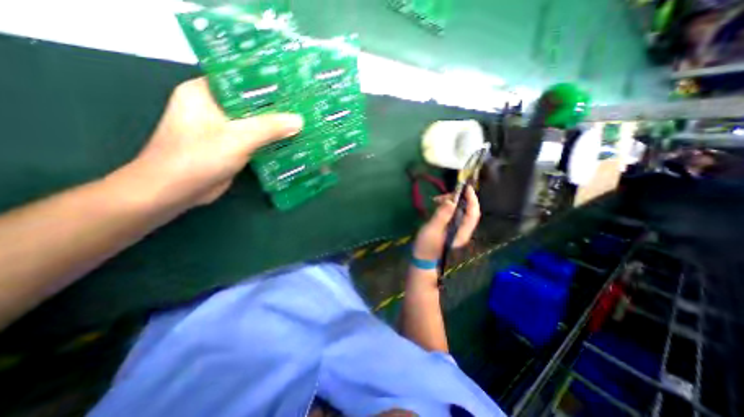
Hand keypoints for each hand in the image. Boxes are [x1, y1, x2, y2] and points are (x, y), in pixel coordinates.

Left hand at [125, 75, 302, 207]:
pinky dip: (270, 140)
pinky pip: (255, 138)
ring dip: (275, 126)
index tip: (293, 88)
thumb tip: (299, 120)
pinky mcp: (231, 146)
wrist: (176, 192)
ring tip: (302, 123)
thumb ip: (269, 128)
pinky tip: (290, 141)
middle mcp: (214, 107)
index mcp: (206, 93)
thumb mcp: (237, 138)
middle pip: (251, 104)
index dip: (268, 84)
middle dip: (276, 108)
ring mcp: (223, 128)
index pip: (241, 80)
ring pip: (255, 123)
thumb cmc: (198, 158)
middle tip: (302, 108)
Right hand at [413, 186, 482, 260]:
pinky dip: (446, 206)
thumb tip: (451, 201)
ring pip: (459, 210)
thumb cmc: (426, 245)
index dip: (472, 199)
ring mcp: (457, 228)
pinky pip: (452, 213)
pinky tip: (437, 204)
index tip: (466, 188)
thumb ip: (442, 215)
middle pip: (467, 210)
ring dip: (450, 202)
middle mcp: (463, 230)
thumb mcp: (432, 229)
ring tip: (436, 200)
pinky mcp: (450, 227)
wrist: (422, 258)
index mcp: (461, 232)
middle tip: (443, 195)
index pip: (473, 214)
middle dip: (458, 199)